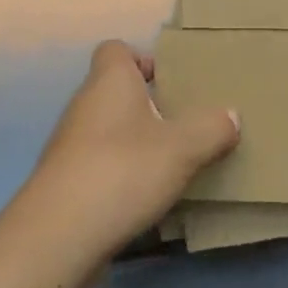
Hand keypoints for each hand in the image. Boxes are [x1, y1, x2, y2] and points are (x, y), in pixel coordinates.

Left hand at [8, 40, 239, 263]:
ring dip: (134, 142)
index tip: (169, 83)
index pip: (116, 49)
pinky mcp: (64, 181)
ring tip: (169, 165)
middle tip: (181, 126)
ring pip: (107, 129)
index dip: (141, 59)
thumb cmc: (122, 171)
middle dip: (147, 105)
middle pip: (115, 90)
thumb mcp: (182, 148)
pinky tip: (143, 198)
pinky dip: (119, 174)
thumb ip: (211, 128)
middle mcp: (84, 104)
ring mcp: (69, 144)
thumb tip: (231, 115)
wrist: (57, 237)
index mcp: (110, 80)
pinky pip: (98, 164)